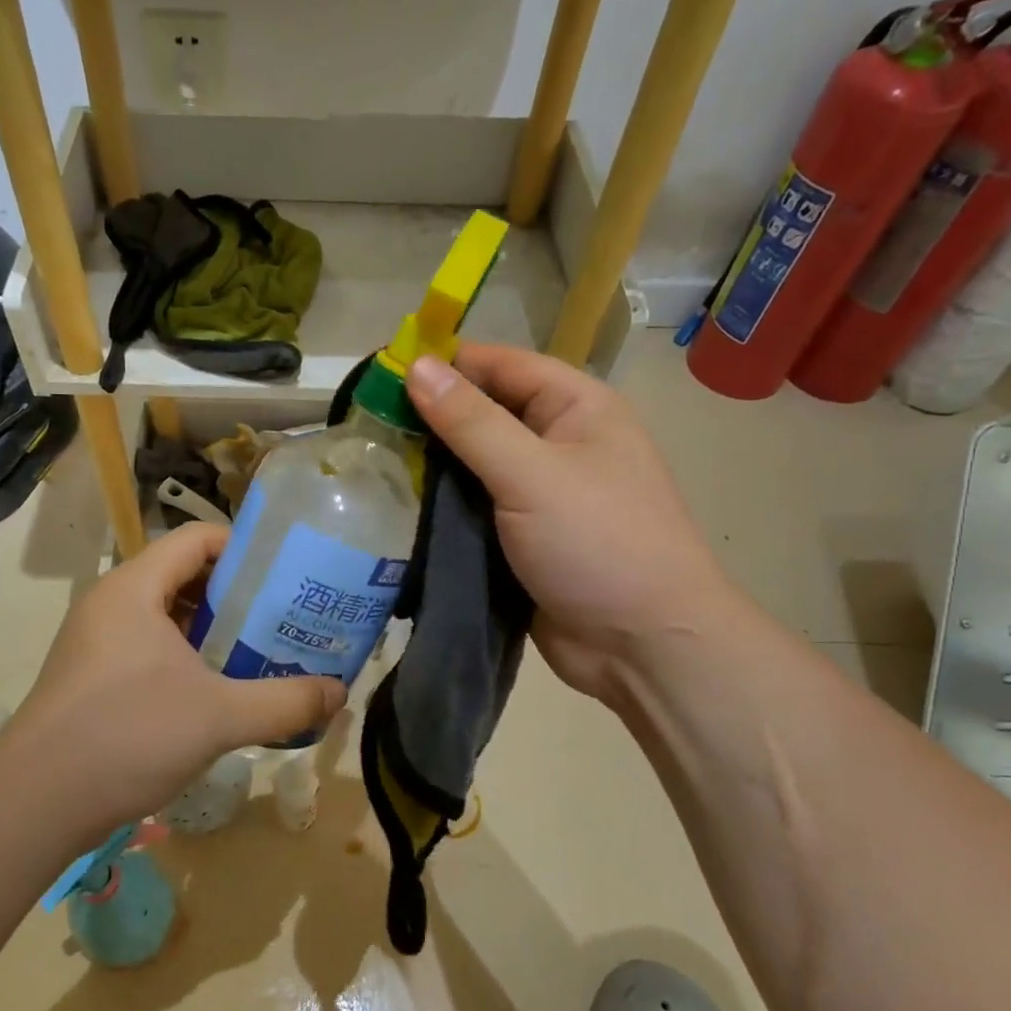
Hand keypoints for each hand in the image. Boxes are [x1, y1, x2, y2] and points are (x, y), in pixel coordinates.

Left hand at [0, 523, 343, 841]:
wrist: (34, 804)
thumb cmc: (127, 736)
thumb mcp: (219, 716)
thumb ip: (286, 702)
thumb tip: (341, 694)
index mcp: (134, 588)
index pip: (195, 539)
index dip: (245, 549)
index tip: (287, 575)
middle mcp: (112, 604)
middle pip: (184, 575)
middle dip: (237, 594)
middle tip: (284, 617)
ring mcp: (97, 642)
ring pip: (167, 616)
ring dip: (213, 629)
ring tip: (261, 651)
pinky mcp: (93, 677)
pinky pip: (149, 648)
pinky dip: (187, 657)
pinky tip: (218, 690)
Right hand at [405, 344, 738, 702]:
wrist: (642, 646)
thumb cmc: (598, 544)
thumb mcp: (532, 474)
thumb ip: (471, 422)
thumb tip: (417, 365)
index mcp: (577, 409)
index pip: (501, 365)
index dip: (446, 364)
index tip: (383, 373)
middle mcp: (559, 443)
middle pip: (484, 414)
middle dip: (431, 418)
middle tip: (367, 425)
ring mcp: (540, 494)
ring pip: (474, 465)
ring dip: (432, 466)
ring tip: (371, 463)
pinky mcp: (522, 538)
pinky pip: (475, 509)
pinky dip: (442, 507)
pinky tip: (399, 507)